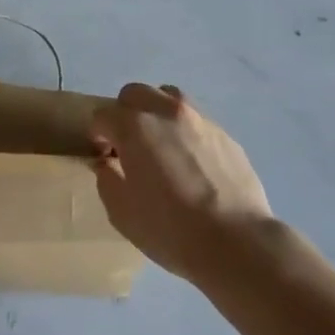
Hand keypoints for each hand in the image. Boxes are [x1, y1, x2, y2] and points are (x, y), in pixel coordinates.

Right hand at [90, 83, 276, 281]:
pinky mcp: (225, 134)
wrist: (236, 242)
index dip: (97, 134)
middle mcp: (166, 112)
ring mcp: (200, 119)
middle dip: (125, 113)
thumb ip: (107, 179)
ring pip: (169, 97)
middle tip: (128, 144)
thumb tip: (107, 164)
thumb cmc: (171, 229)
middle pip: (135, 93)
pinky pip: (196, 120)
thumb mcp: (121, 212)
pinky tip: (191, 162)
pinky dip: (184, 131)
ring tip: (160, 143)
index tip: (103, 155)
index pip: (103, 115)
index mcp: (135, 127)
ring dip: (156, 112)